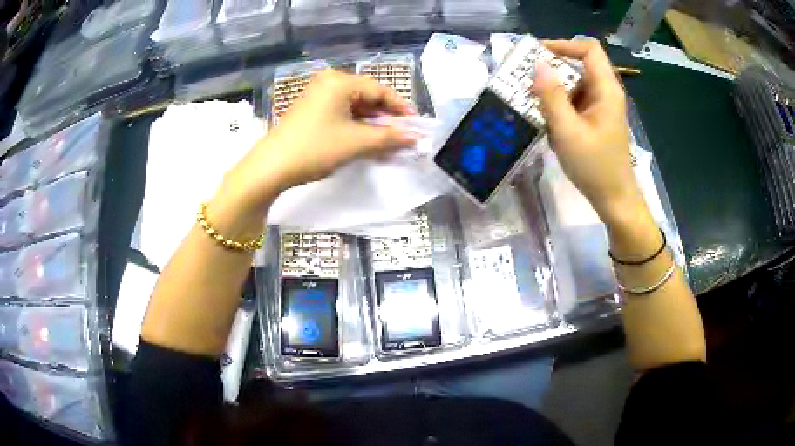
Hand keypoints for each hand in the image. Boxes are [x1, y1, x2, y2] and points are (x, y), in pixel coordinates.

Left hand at [221, 70, 417, 216]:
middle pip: (367, 96)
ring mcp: (316, 95)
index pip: (379, 90)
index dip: (400, 108)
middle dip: (385, 117)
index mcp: (340, 81)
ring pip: (354, 106)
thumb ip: (389, 137)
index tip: (415, 125)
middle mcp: (328, 82)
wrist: (271, 167)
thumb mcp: (356, 143)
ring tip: (386, 141)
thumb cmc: (315, 149)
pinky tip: (364, 139)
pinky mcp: (310, 109)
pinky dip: (354, 126)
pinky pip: (340, 113)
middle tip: (401, 135)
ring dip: (371, 123)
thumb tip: (414, 137)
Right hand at [533, 40, 641, 225]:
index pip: (588, 49)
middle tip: (527, 78)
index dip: (563, 45)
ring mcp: (602, 106)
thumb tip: (538, 65)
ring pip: (576, 83)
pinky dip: (560, 104)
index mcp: (606, 90)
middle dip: (553, 68)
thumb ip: (551, 96)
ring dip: (554, 88)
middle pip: (580, 64)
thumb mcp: (568, 131)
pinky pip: (576, 100)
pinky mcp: (597, 118)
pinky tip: (548, 120)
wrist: (614, 199)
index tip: (538, 54)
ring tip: (533, 101)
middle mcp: (606, 92)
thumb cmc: (594, 167)